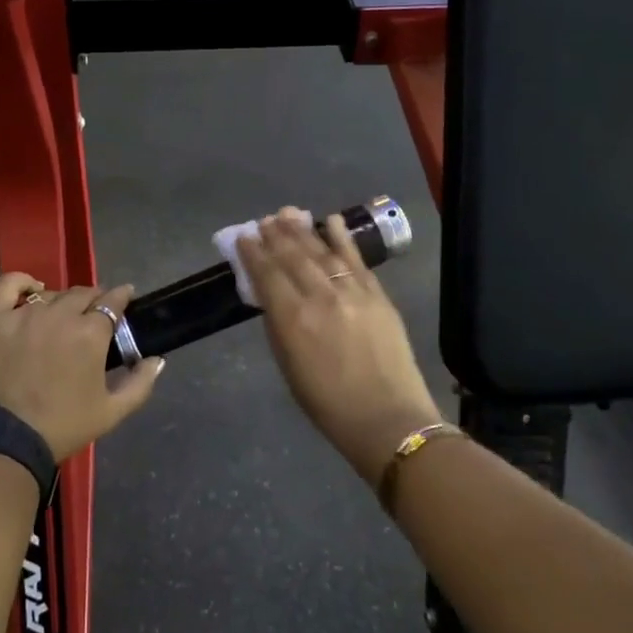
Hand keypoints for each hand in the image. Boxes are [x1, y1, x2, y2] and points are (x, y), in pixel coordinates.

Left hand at [0, 275, 164, 462]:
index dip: (120, 298)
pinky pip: (8, 285)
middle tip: (92, 315)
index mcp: (90, 333)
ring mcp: (22, 313)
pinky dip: (22, 283)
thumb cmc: (60, 428)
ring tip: (60, 316)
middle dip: (93, 300)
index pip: (112, 301)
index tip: (124, 299)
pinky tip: (29, 290)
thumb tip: (157, 360)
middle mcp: (59, 314)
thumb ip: (140, 383)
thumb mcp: (110, 413)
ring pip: (50, 294)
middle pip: (82, 294)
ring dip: (61, 301)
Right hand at [237, 208, 442, 487]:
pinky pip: (355, 259)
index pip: (267, 274)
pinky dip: (342, 237)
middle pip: (293, 256)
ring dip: (303, 230)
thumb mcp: (289, 366)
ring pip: (322, 252)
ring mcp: (352, 292)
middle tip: (265, 220)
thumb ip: (278, 325)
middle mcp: (320, 297)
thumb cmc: (328, 404)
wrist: (388, 419)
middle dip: (276, 235)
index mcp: (292, 319)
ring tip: (288, 213)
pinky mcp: (377, 294)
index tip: (244, 237)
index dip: (253, 253)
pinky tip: (331, 220)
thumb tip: (270, 295)